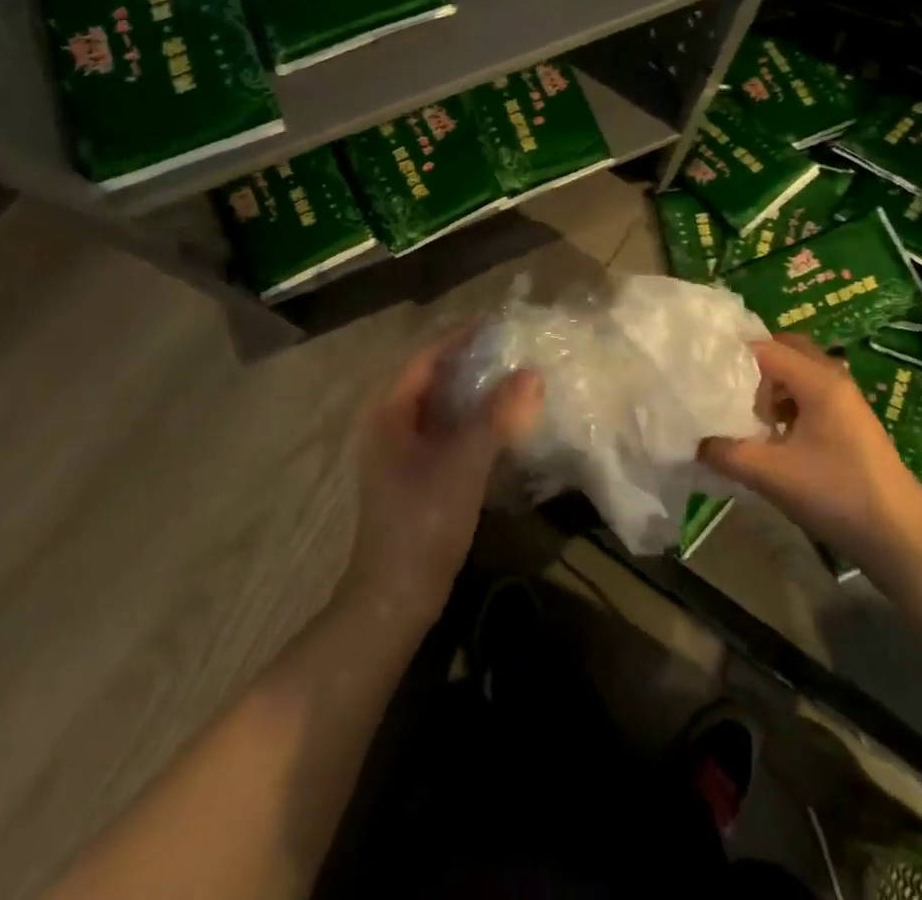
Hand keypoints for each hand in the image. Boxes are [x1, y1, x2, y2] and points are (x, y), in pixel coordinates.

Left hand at [339, 333, 542, 631]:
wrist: (396, 596)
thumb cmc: (423, 521)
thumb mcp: (464, 462)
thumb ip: (497, 414)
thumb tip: (532, 373)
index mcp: (389, 411)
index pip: (426, 357)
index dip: (461, 337)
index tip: (499, 324)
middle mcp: (389, 423)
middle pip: (433, 378)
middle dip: (471, 362)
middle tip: (514, 349)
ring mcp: (400, 451)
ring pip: (441, 406)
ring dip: (474, 392)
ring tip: (514, 378)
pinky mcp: (415, 474)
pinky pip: (445, 431)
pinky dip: (472, 420)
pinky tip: (501, 423)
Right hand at [698, 335, 921, 583]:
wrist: (902, 539)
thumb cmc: (837, 495)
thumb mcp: (771, 475)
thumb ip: (726, 453)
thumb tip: (693, 440)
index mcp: (818, 380)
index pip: (765, 347)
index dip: (730, 355)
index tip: (700, 371)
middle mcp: (833, 379)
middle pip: (786, 350)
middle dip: (752, 364)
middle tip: (722, 386)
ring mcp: (846, 401)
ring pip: (799, 373)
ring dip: (770, 385)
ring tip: (742, 412)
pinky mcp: (850, 423)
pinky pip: (810, 394)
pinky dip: (786, 402)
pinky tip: (771, 434)